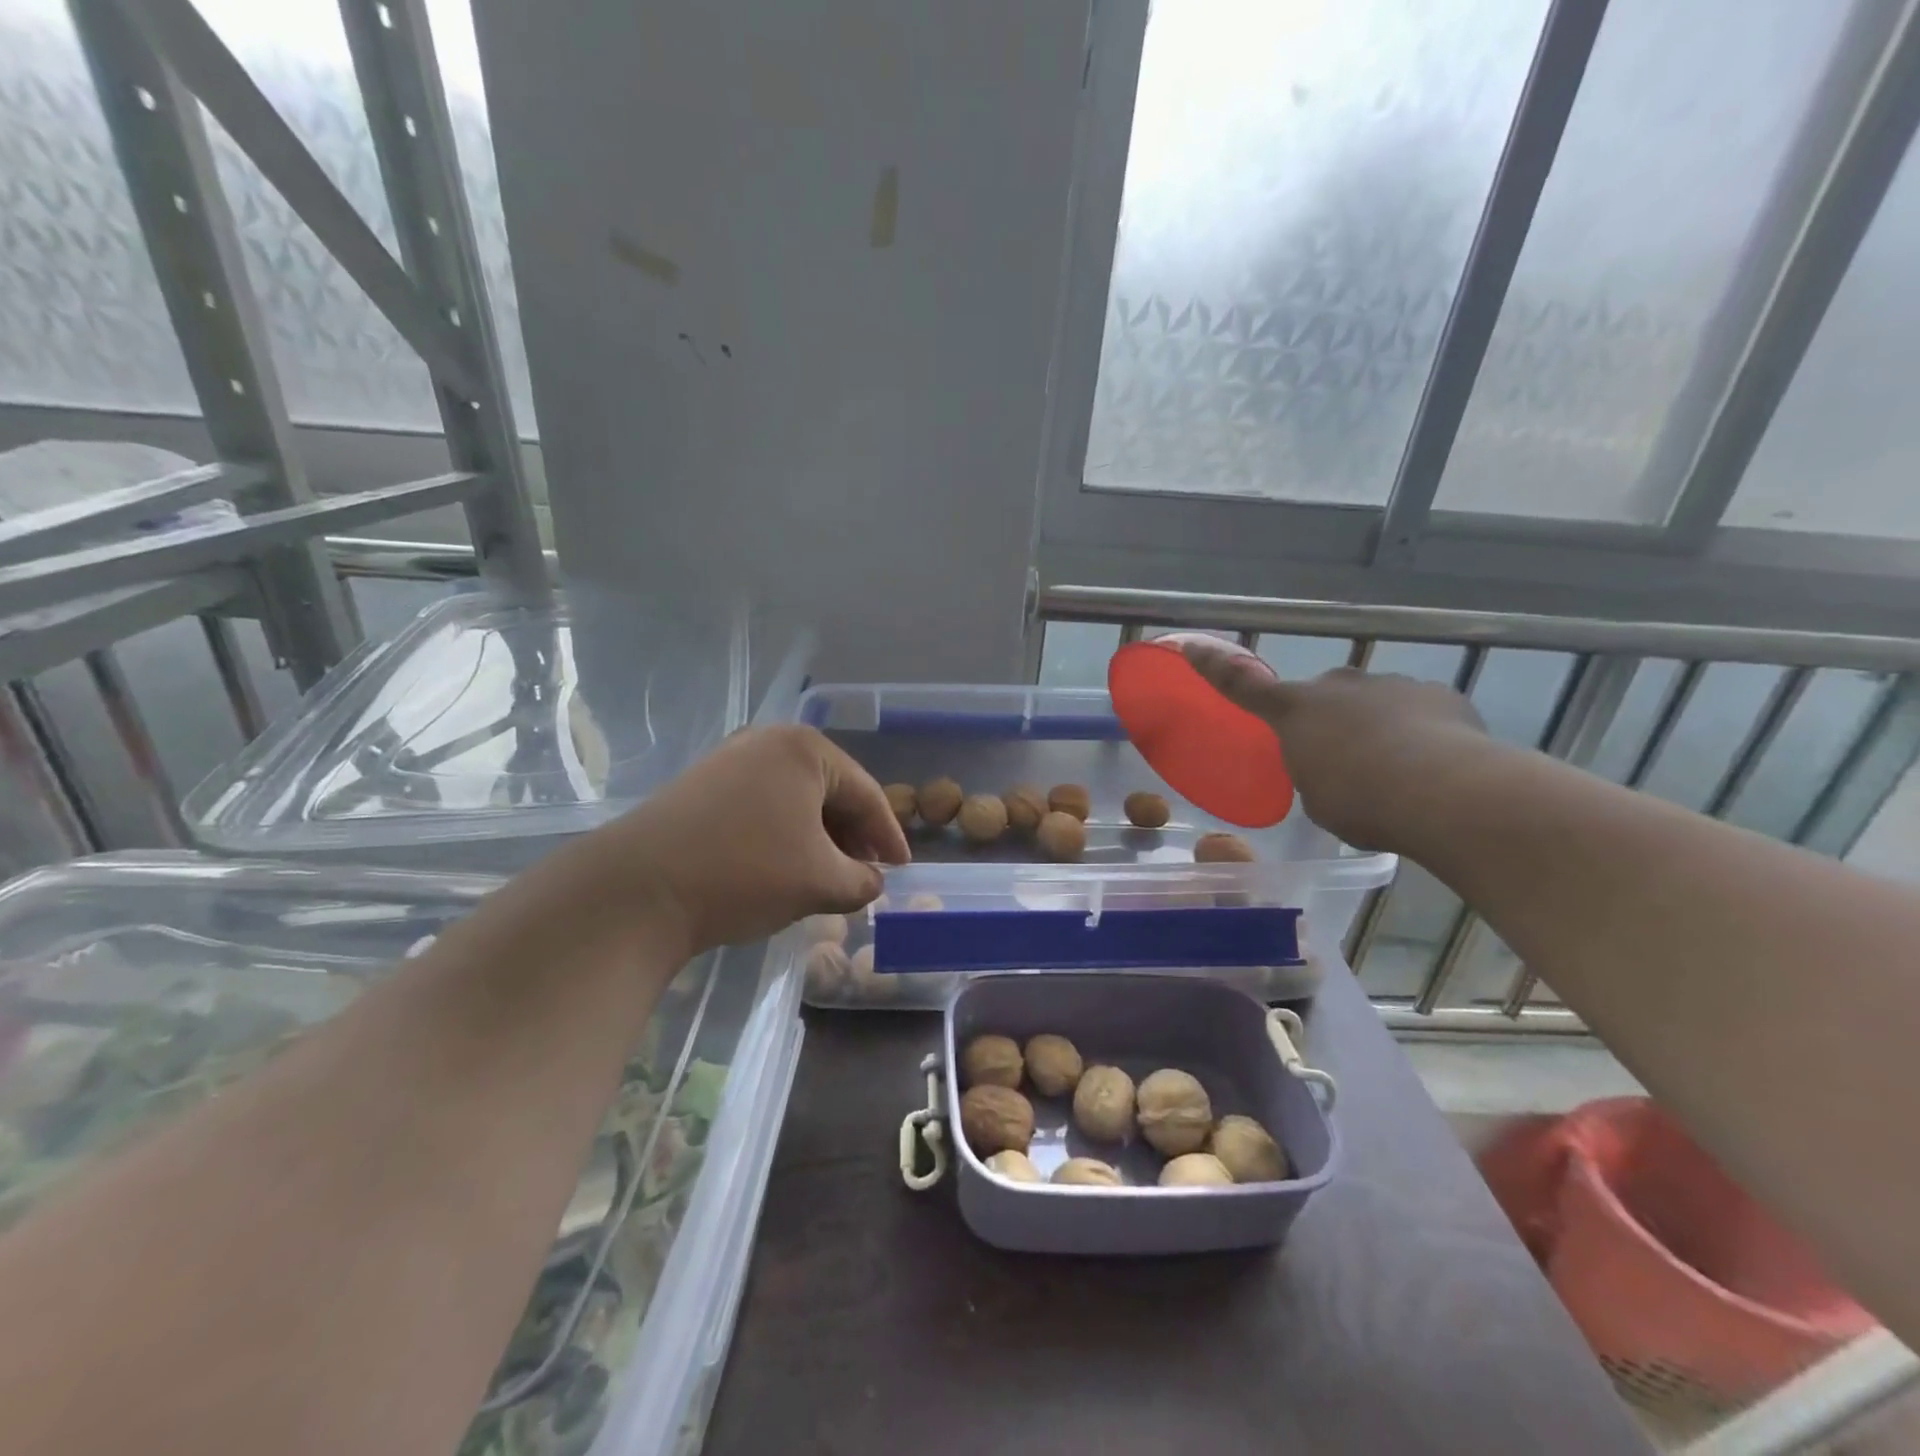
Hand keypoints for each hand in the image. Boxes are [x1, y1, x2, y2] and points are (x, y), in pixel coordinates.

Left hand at [583, 725, 909, 953]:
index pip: (866, 794)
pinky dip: (784, 834)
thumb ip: (862, 881)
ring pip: (795, 800)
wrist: (638, 890)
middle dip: (852, 836)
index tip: (904, 869)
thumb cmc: (745, 873)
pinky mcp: (702, 785)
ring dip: (818, 837)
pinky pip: (762, 805)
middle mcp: (768, 741)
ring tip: (828, 874)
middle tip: (866, 873)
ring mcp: (729, 760)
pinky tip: (784, 866)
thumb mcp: (820, 882)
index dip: (890, 836)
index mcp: (806, 750)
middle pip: (830, 791)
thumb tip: (872, 881)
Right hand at [1181, 643, 1490, 851]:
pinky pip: (1418, 714)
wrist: (1447, 793)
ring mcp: (1392, 686)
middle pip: (1325, 698)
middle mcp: (1339, 686)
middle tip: (1344, 764)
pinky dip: (1419, 736)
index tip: (1190, 645)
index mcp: (1296, 711)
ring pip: (1374, 705)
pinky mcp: (1440, 695)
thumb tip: (1333, 765)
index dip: (1214, 667)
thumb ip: (1315, 772)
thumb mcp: (1318, 798)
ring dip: (1377, 730)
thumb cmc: (1361, 802)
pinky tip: (1433, 768)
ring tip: (1397, 774)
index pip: (1243, 686)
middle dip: (1331, 722)